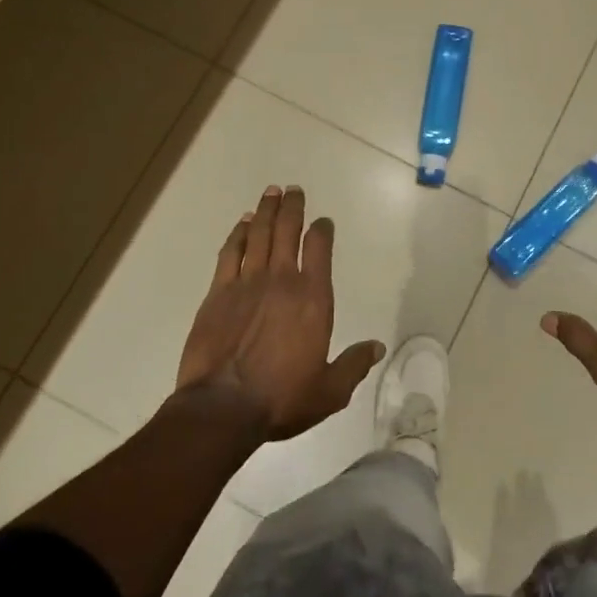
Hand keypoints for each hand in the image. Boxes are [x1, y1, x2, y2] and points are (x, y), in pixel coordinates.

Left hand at [176, 184, 383, 440]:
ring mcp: (247, 283)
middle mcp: (282, 281)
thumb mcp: (329, 391)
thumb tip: (378, 347)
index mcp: (313, 299)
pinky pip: (230, 253)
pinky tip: (243, 223)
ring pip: (259, 235)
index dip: (322, 230)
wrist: (223, 407)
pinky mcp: (218, 293)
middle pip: (288, 231)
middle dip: (292, 207)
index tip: (323, 221)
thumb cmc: (281, 399)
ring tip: (271, 192)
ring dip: (266, 211)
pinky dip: (238, 234)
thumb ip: (354, 365)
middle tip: (293, 189)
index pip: (320, 250)